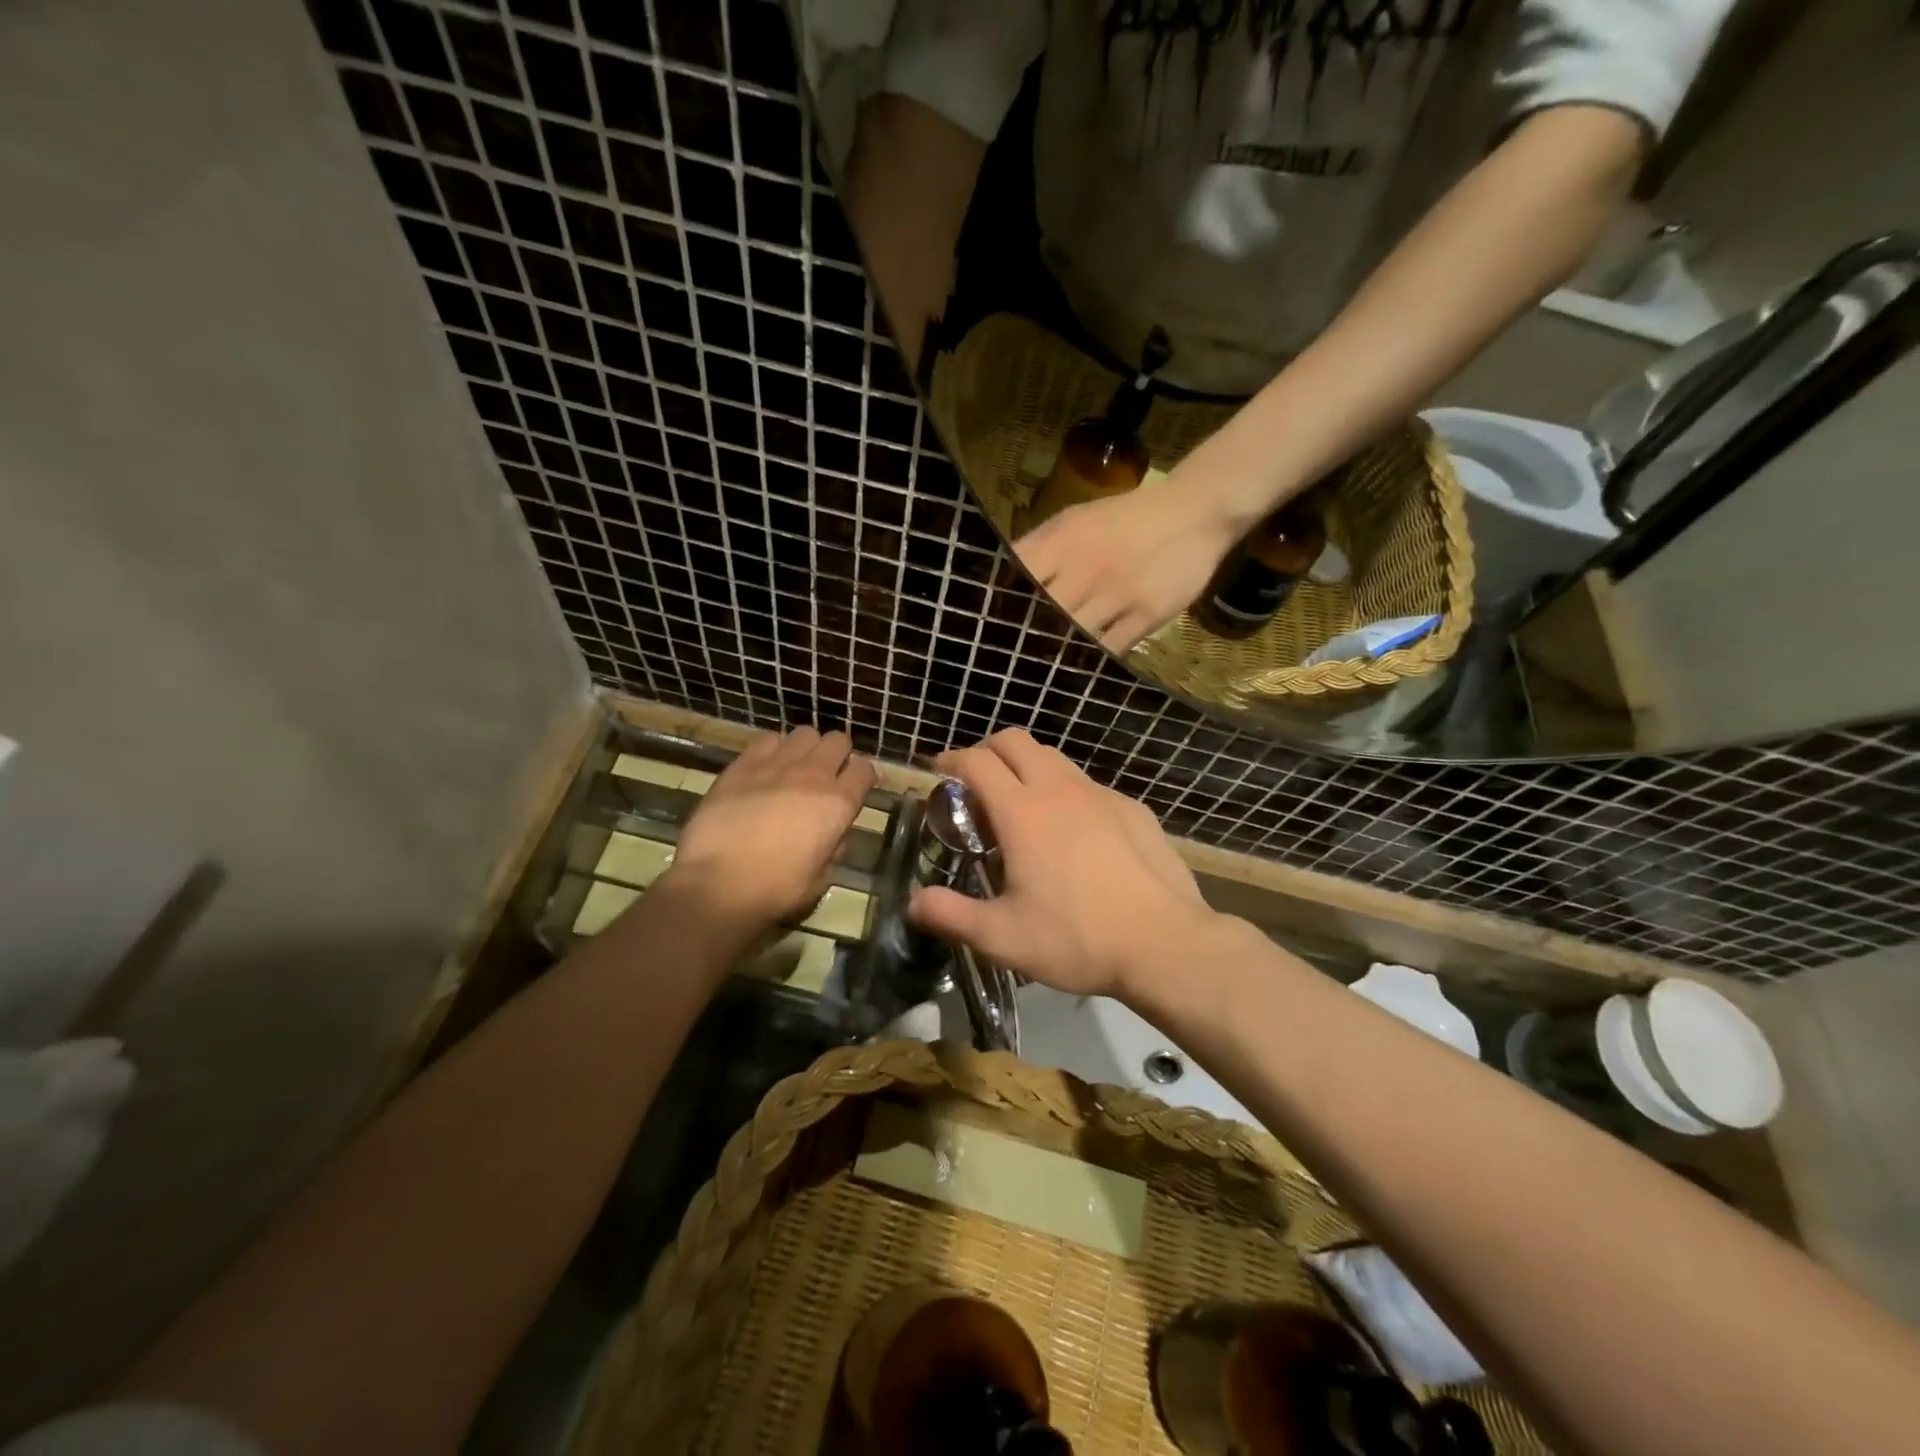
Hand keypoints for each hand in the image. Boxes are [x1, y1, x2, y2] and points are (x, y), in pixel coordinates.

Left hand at [663, 728, 875, 935]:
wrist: (717, 885)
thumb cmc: (776, 890)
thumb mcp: (821, 878)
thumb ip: (834, 848)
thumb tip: (833, 834)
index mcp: (838, 804)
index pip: (865, 769)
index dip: (862, 777)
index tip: (854, 789)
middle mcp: (813, 775)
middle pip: (838, 741)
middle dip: (837, 755)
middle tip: (825, 776)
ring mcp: (777, 764)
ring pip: (805, 733)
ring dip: (806, 748)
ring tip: (794, 768)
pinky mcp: (743, 764)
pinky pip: (768, 739)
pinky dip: (773, 749)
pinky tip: (765, 768)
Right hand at [906, 729, 1217, 998]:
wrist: (1165, 943)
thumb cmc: (1076, 939)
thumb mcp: (1002, 937)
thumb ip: (951, 916)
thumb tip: (913, 903)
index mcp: (1022, 813)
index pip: (977, 762)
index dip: (951, 759)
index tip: (938, 769)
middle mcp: (1059, 790)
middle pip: (1016, 741)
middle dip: (988, 749)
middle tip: (976, 779)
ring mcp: (1101, 794)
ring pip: (1055, 757)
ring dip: (1028, 766)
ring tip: (1021, 802)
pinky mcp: (1132, 808)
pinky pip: (1088, 785)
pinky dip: (1066, 792)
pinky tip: (1074, 831)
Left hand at [1014, 461, 1248, 653]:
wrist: (1194, 512)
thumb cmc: (1125, 518)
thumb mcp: (1075, 520)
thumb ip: (1038, 547)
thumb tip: (999, 579)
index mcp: (1063, 540)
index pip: (1018, 577)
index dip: (1001, 604)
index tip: (989, 625)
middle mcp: (1086, 567)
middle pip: (1043, 615)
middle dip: (1026, 637)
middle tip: (1012, 658)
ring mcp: (1118, 593)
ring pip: (1074, 636)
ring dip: (1057, 653)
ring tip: (1041, 671)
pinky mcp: (1147, 614)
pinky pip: (1111, 648)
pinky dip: (1092, 659)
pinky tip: (1080, 667)